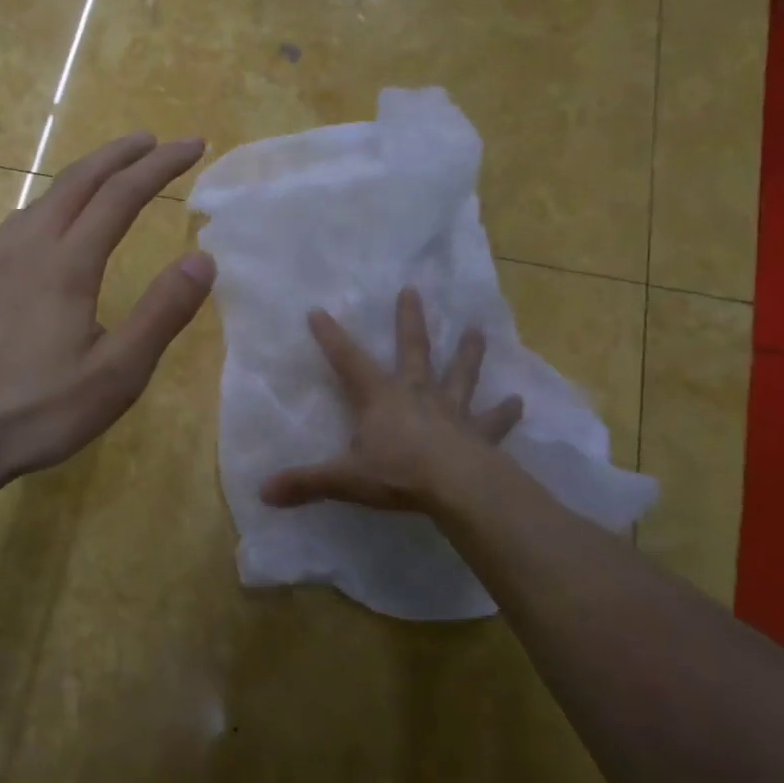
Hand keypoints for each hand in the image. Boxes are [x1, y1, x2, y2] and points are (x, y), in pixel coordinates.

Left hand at [0, 132, 214, 493]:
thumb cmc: (38, 410)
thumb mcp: (117, 374)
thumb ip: (161, 314)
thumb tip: (203, 259)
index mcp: (67, 263)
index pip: (121, 195)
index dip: (160, 166)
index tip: (192, 145)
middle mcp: (30, 247)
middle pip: (79, 181)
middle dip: (120, 155)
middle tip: (154, 141)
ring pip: (45, 196)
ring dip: (84, 174)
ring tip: (109, 171)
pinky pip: (22, 219)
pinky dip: (52, 200)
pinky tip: (49, 220)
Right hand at [259, 286, 522, 514]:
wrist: (459, 488)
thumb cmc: (398, 474)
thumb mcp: (344, 479)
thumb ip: (305, 483)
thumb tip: (263, 492)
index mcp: (379, 398)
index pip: (347, 361)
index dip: (331, 337)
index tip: (317, 311)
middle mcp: (416, 394)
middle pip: (412, 350)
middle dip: (409, 321)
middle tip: (413, 290)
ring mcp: (451, 411)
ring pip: (459, 374)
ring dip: (468, 353)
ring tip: (477, 329)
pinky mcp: (480, 434)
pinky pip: (494, 421)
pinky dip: (505, 412)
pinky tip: (519, 401)